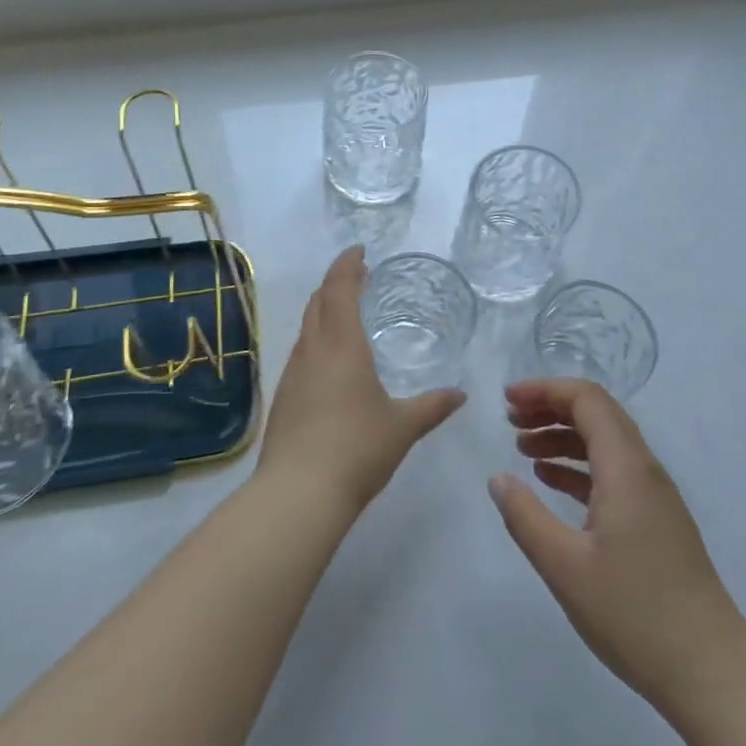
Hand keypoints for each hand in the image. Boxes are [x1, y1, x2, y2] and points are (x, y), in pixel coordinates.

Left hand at [256, 247, 464, 516]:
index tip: (359, 251)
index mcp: (341, 345)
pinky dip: (317, 339)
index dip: (347, 264)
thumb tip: (461, 395)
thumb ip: (432, 406)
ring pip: (306, 327)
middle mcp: (312, 351)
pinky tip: (331, 362)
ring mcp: (293, 374)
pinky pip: (301, 353)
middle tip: (358, 277)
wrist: (297, 493)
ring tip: (347, 313)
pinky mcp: (283, 398)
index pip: (339, 289)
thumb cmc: (356, 449)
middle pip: (318, 302)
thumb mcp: (403, 426)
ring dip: (324, 310)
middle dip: (336, 283)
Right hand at [488, 378, 745, 711]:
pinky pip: (612, 472)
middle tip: (509, 420)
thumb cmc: (634, 615)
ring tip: (521, 448)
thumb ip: (525, 517)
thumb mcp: (565, 566)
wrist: (711, 673)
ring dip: (563, 436)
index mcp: (626, 468)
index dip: (545, 390)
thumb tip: (498, 478)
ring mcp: (654, 496)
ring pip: (605, 443)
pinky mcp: (656, 521)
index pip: (587, 399)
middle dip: (551, 408)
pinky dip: (578, 466)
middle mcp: (644, 470)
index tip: (507, 400)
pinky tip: (550, 481)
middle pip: (597, 414)